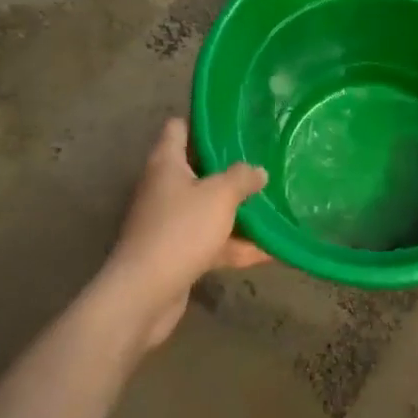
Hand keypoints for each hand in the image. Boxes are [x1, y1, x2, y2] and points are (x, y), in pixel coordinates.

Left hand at [104, 118, 269, 349]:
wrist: (144, 295)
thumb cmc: (180, 230)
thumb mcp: (219, 195)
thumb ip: (242, 177)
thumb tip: (258, 171)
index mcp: (166, 163)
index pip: (179, 128)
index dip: (203, 122)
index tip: (234, 123)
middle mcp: (164, 188)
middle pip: (197, 169)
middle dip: (229, 168)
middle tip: (262, 161)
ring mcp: (169, 223)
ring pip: (207, 208)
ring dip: (236, 210)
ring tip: (273, 204)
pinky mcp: (176, 254)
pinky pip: (211, 241)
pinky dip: (235, 245)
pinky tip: (269, 250)